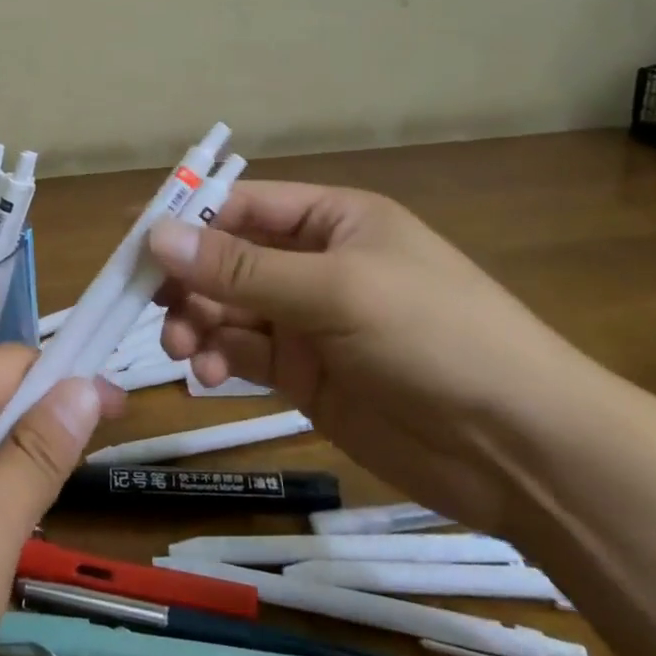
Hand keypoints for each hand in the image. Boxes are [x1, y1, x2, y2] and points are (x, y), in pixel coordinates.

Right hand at [147, 182, 599, 533]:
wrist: (523, 450)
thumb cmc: (435, 337)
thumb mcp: (336, 290)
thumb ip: (241, 269)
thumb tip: (156, 236)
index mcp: (330, 220)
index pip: (241, 206)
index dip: (186, 218)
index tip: (133, 242)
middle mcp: (312, 263)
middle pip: (224, 260)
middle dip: (187, 281)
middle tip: (153, 308)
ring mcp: (307, 321)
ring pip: (226, 309)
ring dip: (196, 323)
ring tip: (184, 351)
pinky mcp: (304, 374)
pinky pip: (243, 353)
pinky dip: (218, 359)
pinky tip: (211, 375)